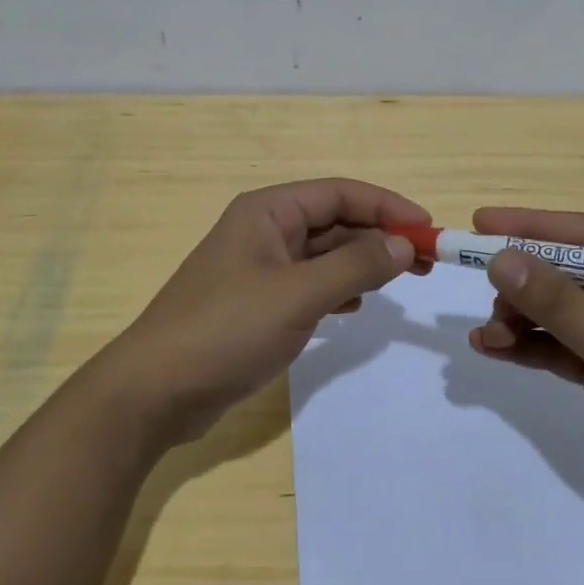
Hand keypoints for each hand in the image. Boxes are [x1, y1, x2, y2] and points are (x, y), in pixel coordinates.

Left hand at [96, 179, 428, 446]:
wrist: (155, 391)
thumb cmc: (226, 330)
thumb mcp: (298, 295)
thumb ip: (355, 266)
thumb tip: (405, 243)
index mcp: (268, 212)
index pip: (340, 193)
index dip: (387, 206)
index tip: (429, 228)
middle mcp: (264, 231)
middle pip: (334, 221)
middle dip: (380, 236)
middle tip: (427, 261)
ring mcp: (259, 268)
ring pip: (324, 254)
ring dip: (363, 263)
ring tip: (403, 280)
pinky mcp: (257, 303)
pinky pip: (310, 283)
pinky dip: (338, 288)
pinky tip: (357, 305)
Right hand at [465, 207, 583, 524]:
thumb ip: (560, 303)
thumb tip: (501, 260)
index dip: (530, 226)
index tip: (479, 223)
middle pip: (568, 271)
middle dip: (523, 284)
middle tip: (484, 296)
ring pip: (560, 310)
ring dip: (521, 320)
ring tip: (487, 336)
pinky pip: (563, 345)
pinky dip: (531, 346)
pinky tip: (494, 349)